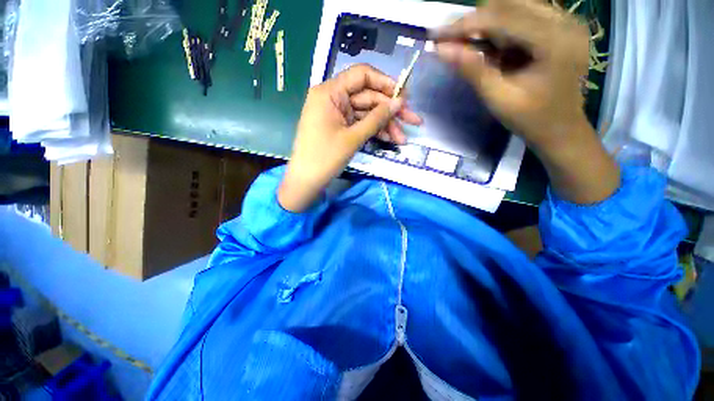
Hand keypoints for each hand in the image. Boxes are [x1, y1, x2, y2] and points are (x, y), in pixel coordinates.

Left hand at [278, 64, 421, 211]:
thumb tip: (400, 102)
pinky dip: (374, 131)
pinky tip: (390, 139)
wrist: (306, 181)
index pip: (362, 75)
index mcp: (330, 92)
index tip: (405, 97)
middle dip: (390, 111)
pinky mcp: (339, 127)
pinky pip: (360, 124)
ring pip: (366, 113)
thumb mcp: (353, 138)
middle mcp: (333, 98)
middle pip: (368, 97)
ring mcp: (337, 113)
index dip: (386, 83)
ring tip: (403, 139)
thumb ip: (377, 118)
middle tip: (413, 122)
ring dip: (385, 125)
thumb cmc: (325, 158)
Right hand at [432, 0, 590, 149]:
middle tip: (450, 41)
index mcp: (554, 41)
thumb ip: (472, 70)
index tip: (436, 35)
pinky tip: (490, 45)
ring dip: (486, 23)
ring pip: (515, 5)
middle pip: (509, 4)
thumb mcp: (498, 99)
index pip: (502, 17)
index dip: (465, 24)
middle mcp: (564, 21)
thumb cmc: (530, 119)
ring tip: (467, 44)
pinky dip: (500, 27)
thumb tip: (441, 50)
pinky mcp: (560, 25)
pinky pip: (523, 14)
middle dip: (474, 21)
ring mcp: (565, 20)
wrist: (561, 129)